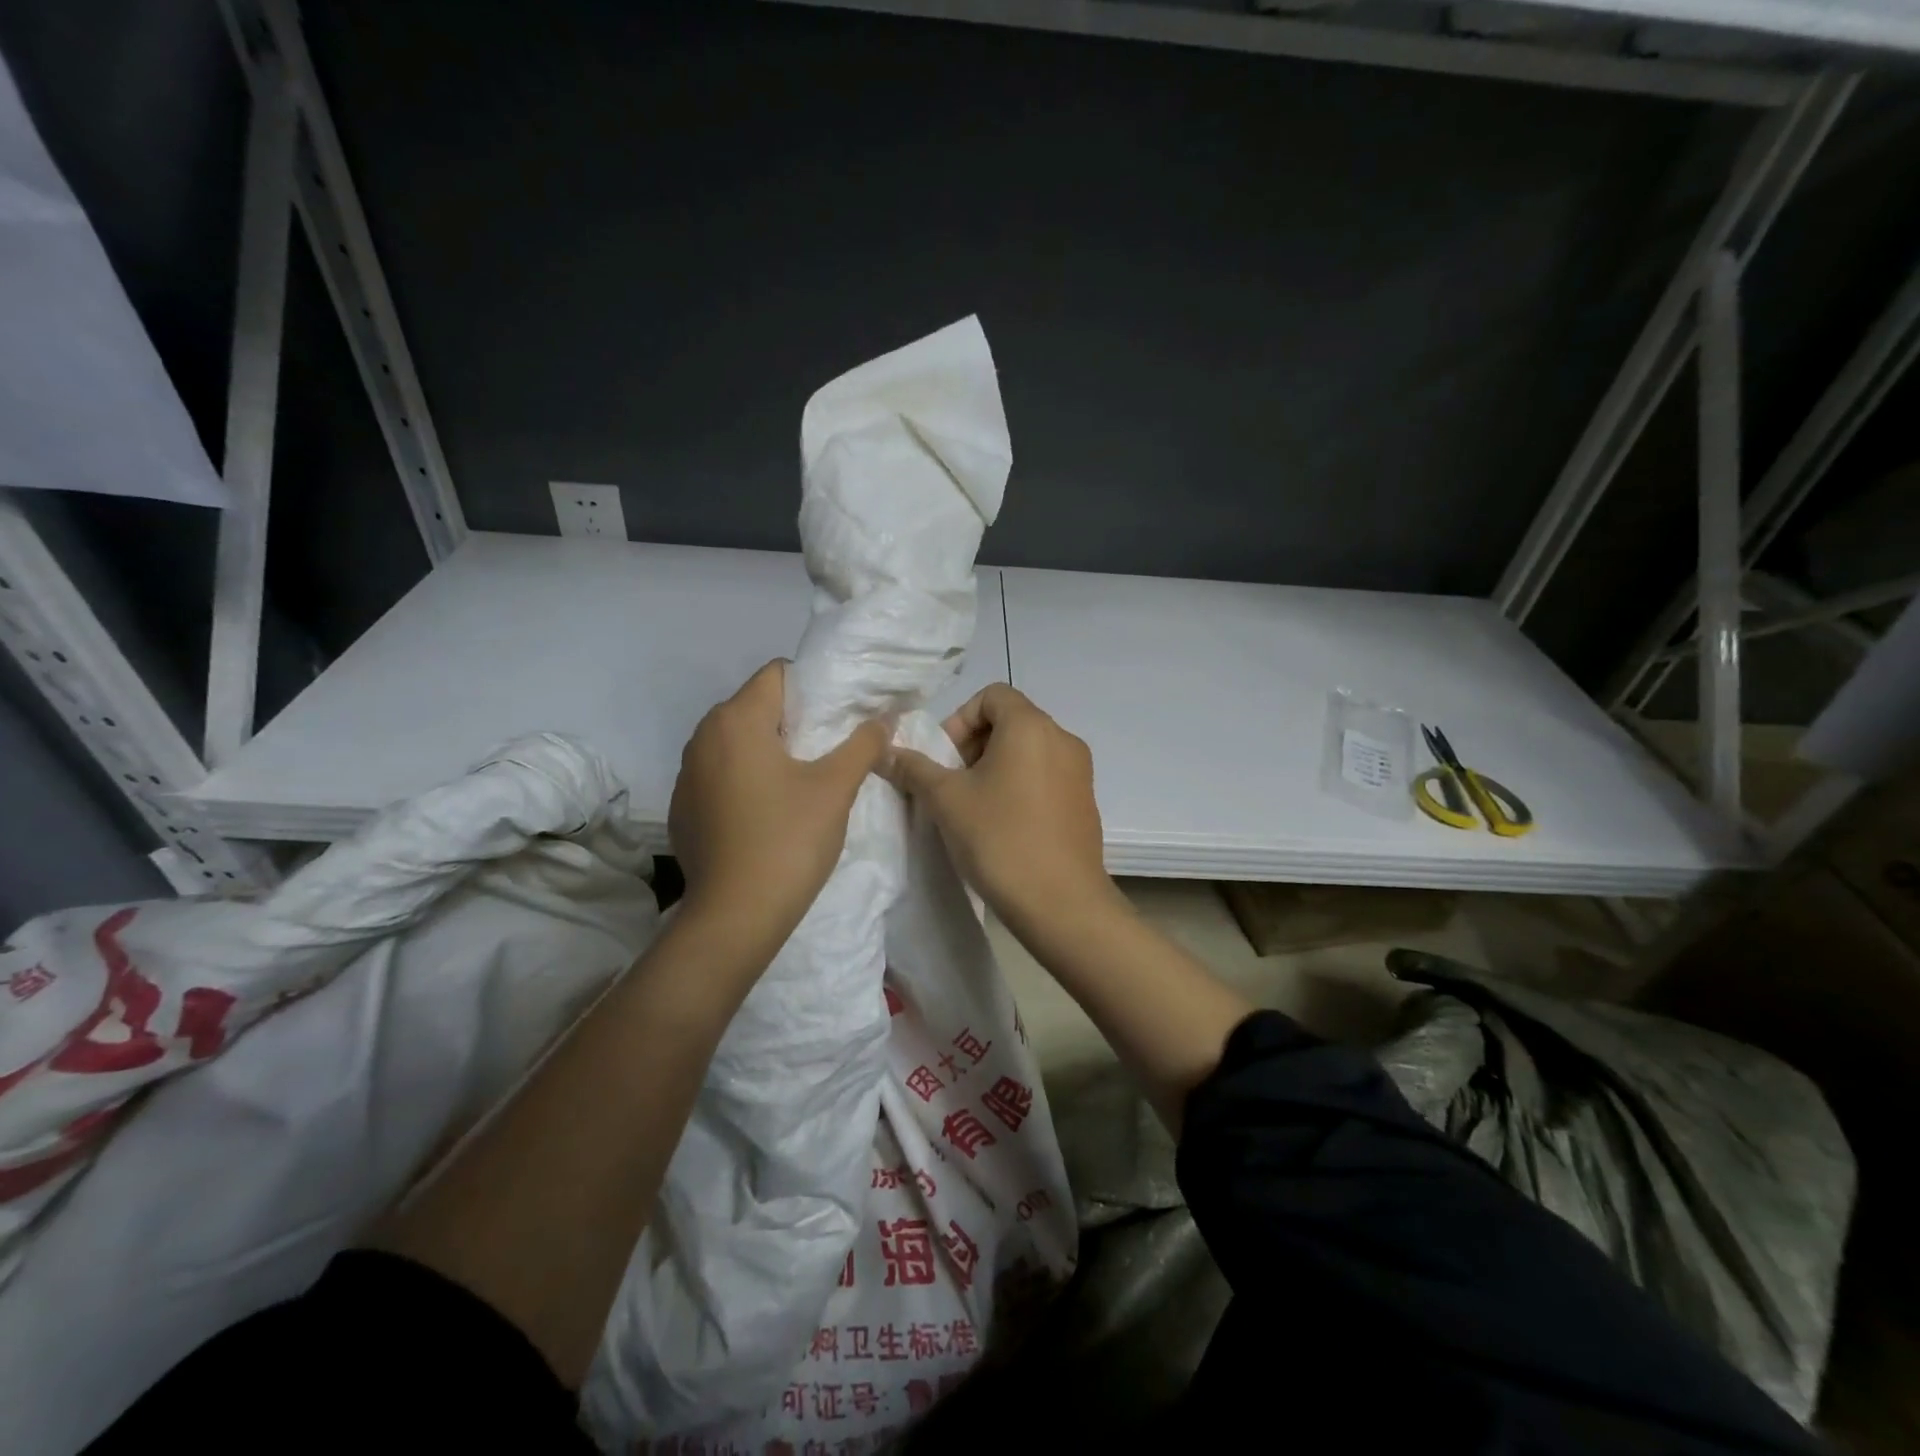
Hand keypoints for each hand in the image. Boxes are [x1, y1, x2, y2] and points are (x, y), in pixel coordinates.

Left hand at [669, 660, 890, 964]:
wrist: (734, 917)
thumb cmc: (788, 840)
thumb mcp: (835, 788)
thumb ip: (862, 744)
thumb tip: (883, 718)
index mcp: (736, 720)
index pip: (777, 674)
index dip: (813, 688)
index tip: (839, 716)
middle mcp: (702, 737)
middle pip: (755, 707)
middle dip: (793, 720)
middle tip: (830, 747)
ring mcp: (686, 775)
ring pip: (736, 743)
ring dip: (769, 751)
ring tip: (802, 780)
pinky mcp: (682, 809)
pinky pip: (720, 775)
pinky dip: (745, 780)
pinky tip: (768, 813)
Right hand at [883, 684, 1119, 939]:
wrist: (1061, 903)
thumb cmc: (1000, 839)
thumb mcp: (946, 801)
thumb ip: (914, 769)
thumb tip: (885, 752)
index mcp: (1031, 726)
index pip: (992, 695)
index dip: (959, 719)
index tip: (945, 759)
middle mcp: (1063, 738)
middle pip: (1011, 721)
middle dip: (974, 745)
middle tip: (953, 784)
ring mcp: (1080, 771)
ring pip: (1029, 751)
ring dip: (996, 767)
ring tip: (974, 808)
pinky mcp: (1085, 801)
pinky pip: (1047, 776)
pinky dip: (1021, 786)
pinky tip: (1004, 825)